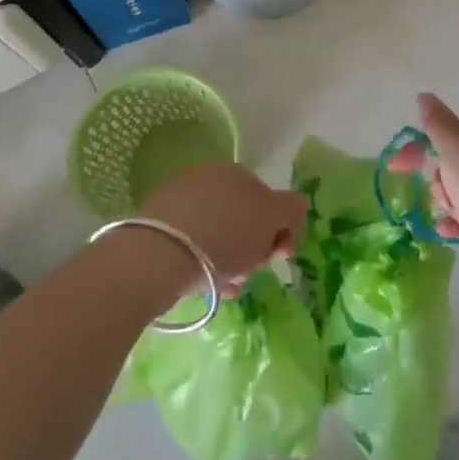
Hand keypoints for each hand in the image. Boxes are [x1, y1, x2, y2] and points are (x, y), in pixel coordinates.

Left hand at [138, 161, 307, 291]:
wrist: (160, 255)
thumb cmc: (226, 234)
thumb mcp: (270, 219)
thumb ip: (290, 208)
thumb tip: (300, 202)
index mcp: (235, 172)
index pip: (267, 199)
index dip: (280, 228)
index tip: (281, 254)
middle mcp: (206, 178)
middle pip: (243, 219)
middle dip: (254, 249)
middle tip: (253, 272)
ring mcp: (180, 200)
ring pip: (219, 235)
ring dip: (232, 262)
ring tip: (232, 287)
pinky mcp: (159, 226)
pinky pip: (194, 245)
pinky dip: (206, 264)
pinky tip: (210, 286)